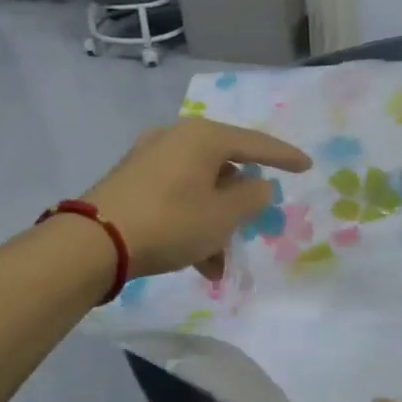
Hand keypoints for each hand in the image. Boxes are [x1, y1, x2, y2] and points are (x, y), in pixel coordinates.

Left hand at [81, 118, 310, 280]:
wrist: (95, 241)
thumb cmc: (171, 222)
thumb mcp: (223, 215)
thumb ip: (252, 197)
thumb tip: (258, 185)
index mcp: (203, 137)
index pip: (256, 143)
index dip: (284, 157)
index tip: (307, 166)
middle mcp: (176, 138)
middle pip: (225, 168)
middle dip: (239, 205)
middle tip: (252, 223)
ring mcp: (150, 158)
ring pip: (200, 189)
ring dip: (215, 224)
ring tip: (219, 263)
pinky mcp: (132, 181)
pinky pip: (177, 199)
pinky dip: (192, 224)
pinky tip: (197, 261)